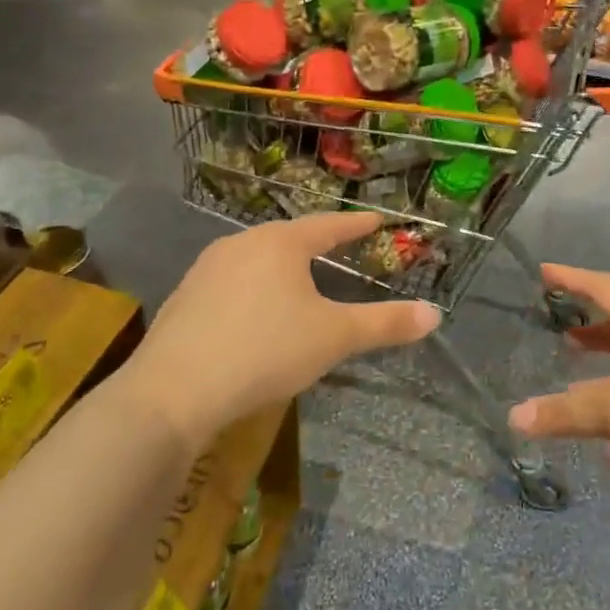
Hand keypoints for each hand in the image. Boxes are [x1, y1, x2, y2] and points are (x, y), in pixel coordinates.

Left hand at [121, 212, 439, 446]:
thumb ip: (385, 324)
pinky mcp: (185, 297)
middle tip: (340, 248)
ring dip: (281, 267)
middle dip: (316, 243)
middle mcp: (241, 244)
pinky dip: (253, 290)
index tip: (377, 218)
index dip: (356, 224)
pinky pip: (231, 283)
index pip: (328, 225)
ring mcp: (206, 269)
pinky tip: (254, 313)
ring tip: (298, 280)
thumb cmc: (265, 351)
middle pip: (289, 238)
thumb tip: (436, 314)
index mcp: (280, 243)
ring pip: (256, 259)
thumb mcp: (334, 338)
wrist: (174, 391)